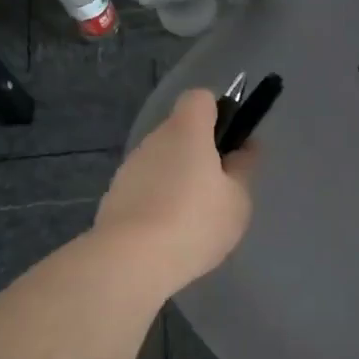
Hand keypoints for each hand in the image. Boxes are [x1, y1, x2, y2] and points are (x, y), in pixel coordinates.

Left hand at [95, 89, 255, 295]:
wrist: (131, 260)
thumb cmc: (195, 222)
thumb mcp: (237, 199)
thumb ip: (243, 168)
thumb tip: (245, 148)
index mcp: (187, 130)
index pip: (200, 98)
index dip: (218, 112)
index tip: (230, 143)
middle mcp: (154, 139)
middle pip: (180, 132)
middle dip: (199, 153)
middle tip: (219, 189)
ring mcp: (130, 167)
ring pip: (162, 161)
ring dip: (177, 179)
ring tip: (193, 219)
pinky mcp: (114, 196)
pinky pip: (145, 188)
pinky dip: (157, 201)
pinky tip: (167, 234)